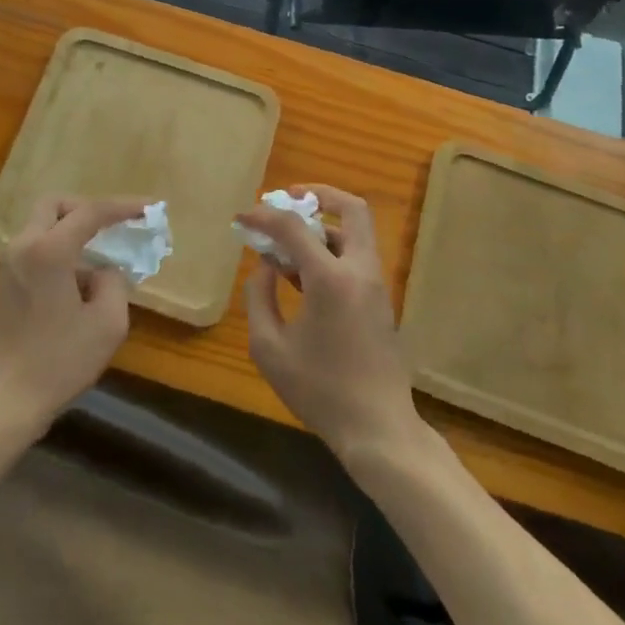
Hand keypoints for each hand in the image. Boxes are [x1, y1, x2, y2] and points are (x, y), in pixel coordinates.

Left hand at [0, 197, 135, 440]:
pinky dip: (59, 249)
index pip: (90, 212)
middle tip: (113, 226)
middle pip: (55, 205)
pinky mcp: (5, 285)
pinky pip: (36, 248)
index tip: (150, 208)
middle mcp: (24, 247)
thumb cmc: (58, 362)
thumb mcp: (107, 324)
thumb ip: (114, 283)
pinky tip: (80, 282)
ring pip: (42, 225)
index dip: (123, 207)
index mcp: (48, 250)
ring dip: (72, 231)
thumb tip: (103, 271)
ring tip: (102, 258)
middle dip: (87, 208)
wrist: (2, 404)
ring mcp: (9, 265)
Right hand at [239, 184, 422, 462]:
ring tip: (287, 245)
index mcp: (331, 279)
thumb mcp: (270, 348)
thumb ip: (259, 298)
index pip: (294, 226)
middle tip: (289, 199)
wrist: (378, 430)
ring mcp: (376, 285)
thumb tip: (265, 266)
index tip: (243, 216)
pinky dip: (331, 251)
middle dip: (320, 195)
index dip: (264, 215)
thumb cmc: (319, 391)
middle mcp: (360, 271)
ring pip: (355, 233)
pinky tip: (302, 276)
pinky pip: (356, 258)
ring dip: (323, 227)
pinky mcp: (381, 302)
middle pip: (352, 209)